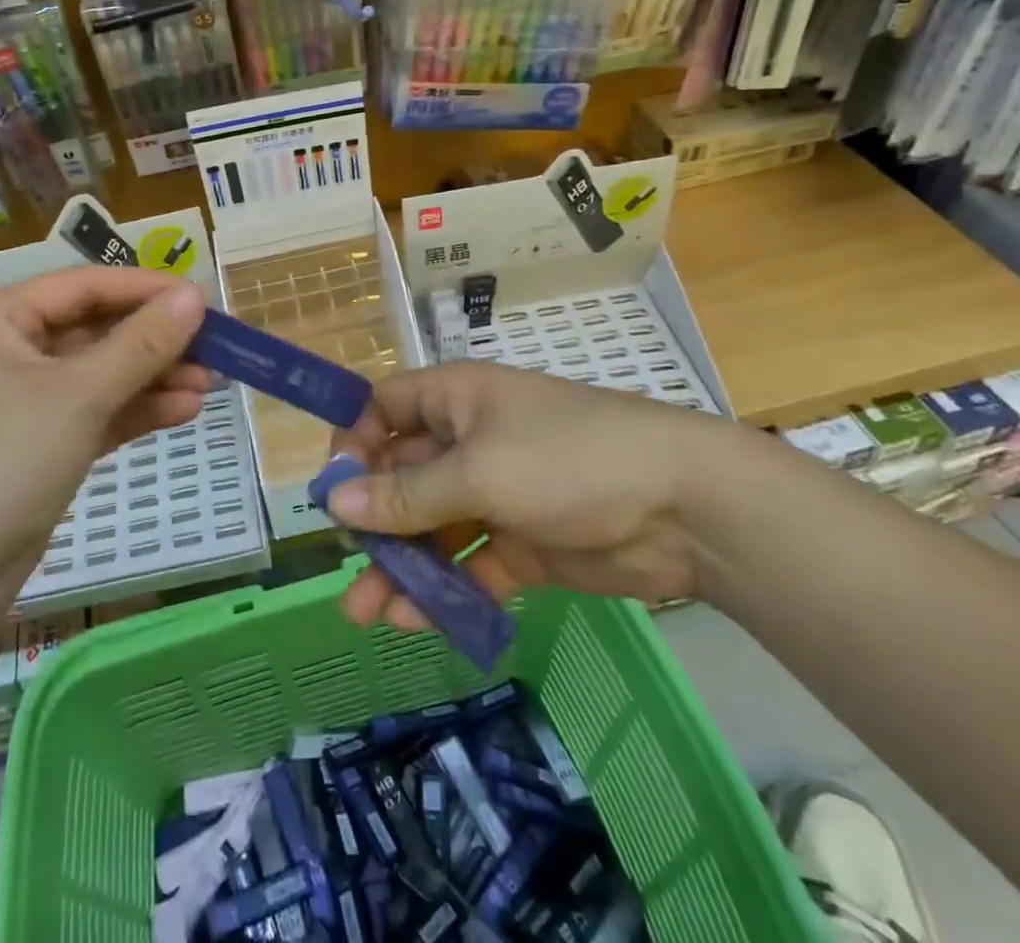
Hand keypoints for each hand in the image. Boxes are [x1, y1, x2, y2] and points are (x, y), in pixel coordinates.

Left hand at [0, 268, 208, 600]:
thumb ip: (141, 344)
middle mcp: (11, 350)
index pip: (87, 286)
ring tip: (211, 383)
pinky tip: (184, 411)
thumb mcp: (79, 395)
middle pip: (97, 330)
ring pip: (102, 374)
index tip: (204, 300)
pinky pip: (97, 412)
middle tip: (215, 348)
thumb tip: (195, 296)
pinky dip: (136, 410)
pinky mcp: (40, 445)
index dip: (147, 290)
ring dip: (154, 377)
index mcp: (1, 319)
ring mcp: (25, 401)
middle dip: (156, 341)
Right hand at [325, 362, 773, 629]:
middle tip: (347, 563)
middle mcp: (469, 441)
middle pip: (403, 475)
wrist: (685, 509)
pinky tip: (417, 619)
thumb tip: (333, 503)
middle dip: (372, 518)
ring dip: (401, 564)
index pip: (386, 407)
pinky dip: (444, 589)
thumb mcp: (479, 472)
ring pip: (432, 526)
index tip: (334, 490)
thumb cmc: (568, 460)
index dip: (355, 442)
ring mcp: (496, 493)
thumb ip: (406, 494)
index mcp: (456, 400)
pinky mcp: (521, 543)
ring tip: (366, 611)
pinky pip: (468, 563)